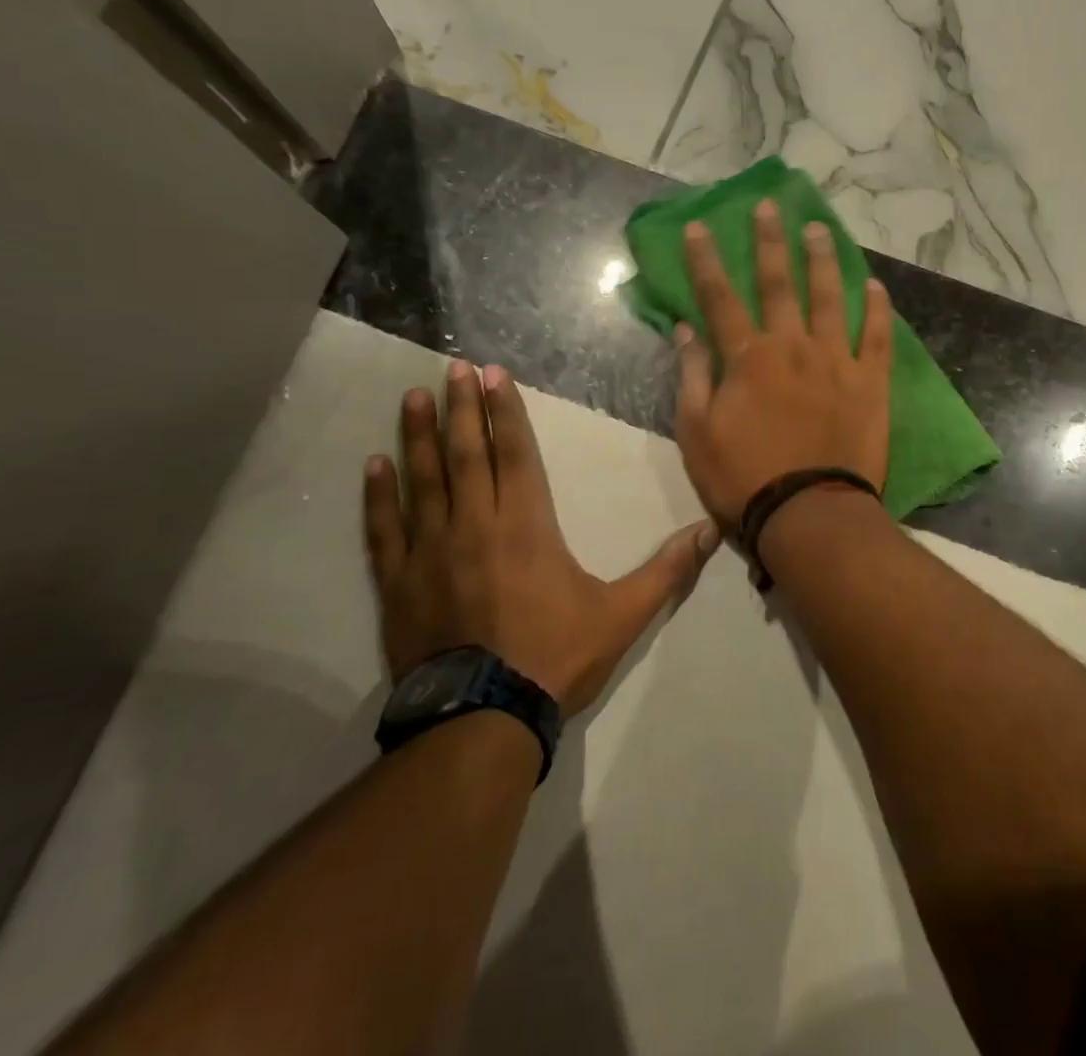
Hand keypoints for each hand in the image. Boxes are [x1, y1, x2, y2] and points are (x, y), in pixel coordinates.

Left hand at [364, 360, 718, 715]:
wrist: (482, 720)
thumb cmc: (554, 658)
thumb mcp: (623, 615)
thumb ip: (667, 570)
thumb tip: (711, 532)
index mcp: (527, 525)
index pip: (516, 453)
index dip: (506, 411)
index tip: (493, 374)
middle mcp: (475, 524)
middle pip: (468, 453)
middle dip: (464, 407)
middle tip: (454, 365)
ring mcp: (431, 552)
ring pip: (424, 480)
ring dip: (420, 435)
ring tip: (416, 395)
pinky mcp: (400, 583)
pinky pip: (385, 530)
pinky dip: (379, 496)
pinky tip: (374, 465)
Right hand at [674, 199, 892, 524]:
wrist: (809, 514)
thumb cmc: (743, 478)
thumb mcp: (697, 433)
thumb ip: (692, 376)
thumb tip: (685, 330)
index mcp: (747, 358)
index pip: (720, 297)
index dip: (706, 260)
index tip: (699, 226)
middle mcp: (792, 346)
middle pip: (778, 283)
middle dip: (770, 242)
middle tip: (770, 206)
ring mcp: (836, 360)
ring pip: (829, 298)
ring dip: (822, 260)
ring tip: (820, 229)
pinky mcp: (870, 382)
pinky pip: (877, 336)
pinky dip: (877, 309)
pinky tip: (875, 285)